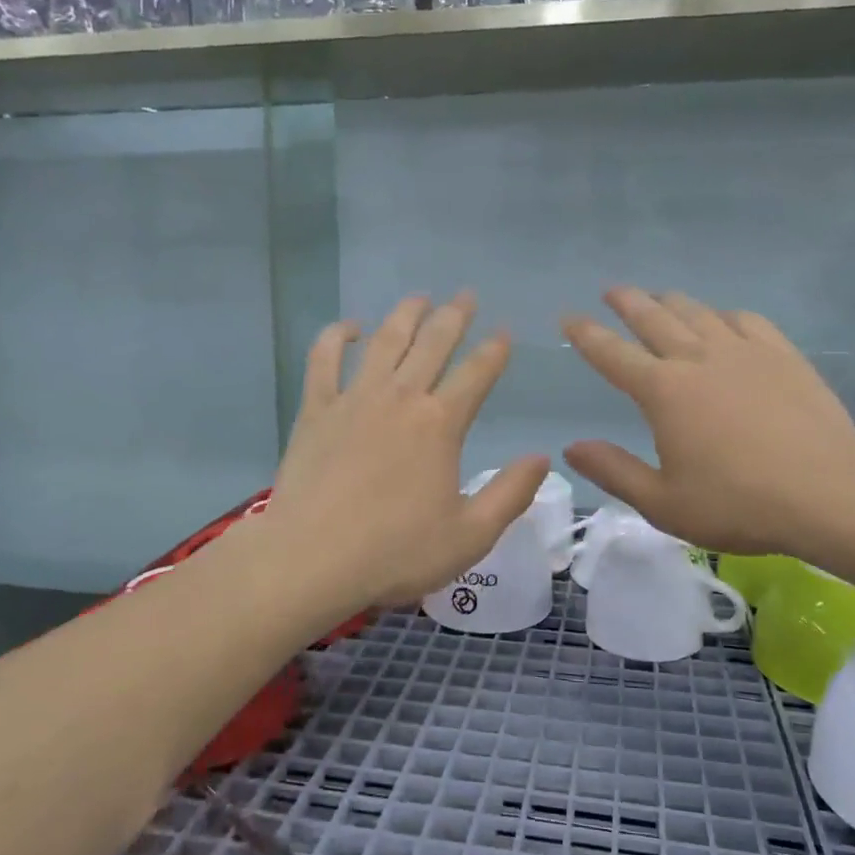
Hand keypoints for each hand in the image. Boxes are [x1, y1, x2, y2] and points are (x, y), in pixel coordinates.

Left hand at [265, 291, 550, 617]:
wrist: (311, 558)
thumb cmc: (395, 552)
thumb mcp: (470, 535)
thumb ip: (511, 494)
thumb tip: (542, 458)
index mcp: (441, 424)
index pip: (477, 373)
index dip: (494, 349)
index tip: (503, 332)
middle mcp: (401, 397)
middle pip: (433, 343)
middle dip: (454, 316)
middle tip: (466, 295)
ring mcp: (355, 398)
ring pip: (385, 340)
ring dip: (405, 315)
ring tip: (420, 297)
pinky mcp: (316, 409)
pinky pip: (325, 358)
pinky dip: (338, 336)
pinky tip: (350, 327)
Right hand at [562, 287, 854, 555]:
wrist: (830, 492)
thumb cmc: (738, 503)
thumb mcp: (663, 503)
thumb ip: (614, 471)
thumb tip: (571, 447)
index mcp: (662, 391)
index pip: (612, 354)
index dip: (586, 334)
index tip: (569, 318)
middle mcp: (697, 359)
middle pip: (654, 318)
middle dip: (628, 302)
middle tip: (613, 291)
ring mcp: (743, 351)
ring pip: (698, 312)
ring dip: (672, 301)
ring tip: (660, 297)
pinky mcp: (782, 354)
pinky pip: (745, 320)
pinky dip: (724, 314)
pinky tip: (724, 319)